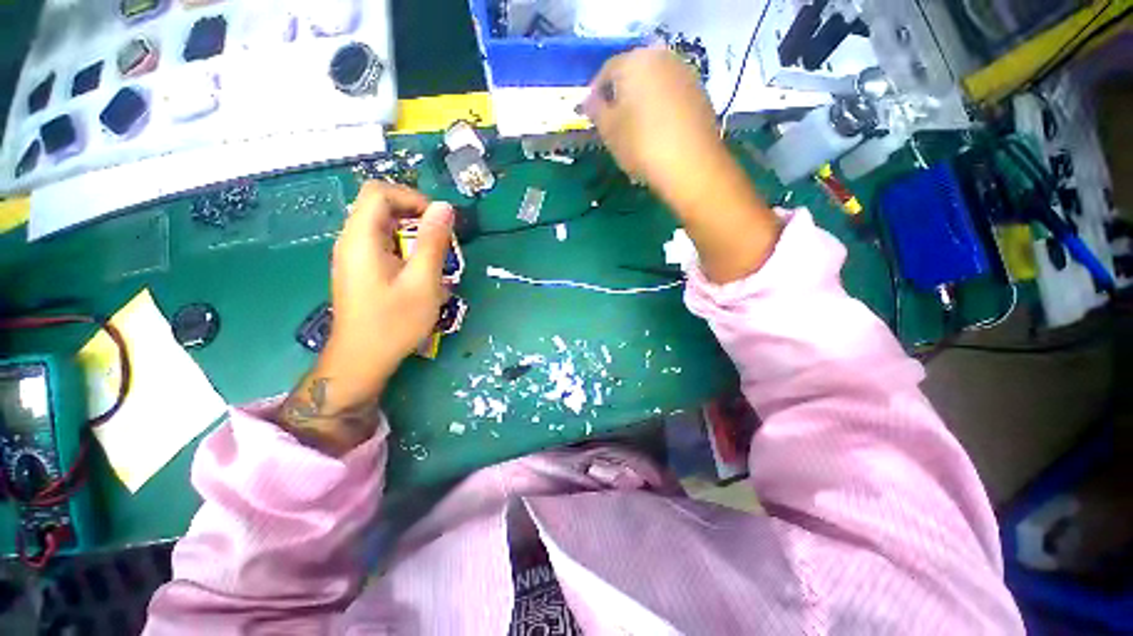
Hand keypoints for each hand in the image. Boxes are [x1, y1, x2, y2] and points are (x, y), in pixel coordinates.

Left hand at [328, 182, 453, 373]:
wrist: (362, 359)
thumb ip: (433, 242)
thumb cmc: (394, 323)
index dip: (412, 198)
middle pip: (380, 207)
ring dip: (413, 236)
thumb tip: (444, 207)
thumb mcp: (422, 282)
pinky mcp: (359, 270)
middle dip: (416, 218)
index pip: (379, 192)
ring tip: (434, 261)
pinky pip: (382, 246)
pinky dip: (404, 250)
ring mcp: (352, 257)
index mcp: (361, 239)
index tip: (439, 221)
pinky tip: (418, 274)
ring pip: (383, 227)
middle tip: (441, 243)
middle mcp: (350, 241)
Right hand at [579, 46, 725, 207]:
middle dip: (620, 93)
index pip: (606, 70)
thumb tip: (588, 100)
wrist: (690, 164)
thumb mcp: (609, 131)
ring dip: (641, 98)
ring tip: (635, 125)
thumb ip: (595, 110)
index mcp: (634, 61)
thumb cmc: (641, 145)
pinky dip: (660, 105)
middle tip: (613, 119)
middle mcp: (661, 57)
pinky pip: (671, 92)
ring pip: (654, 81)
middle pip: (633, 71)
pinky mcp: (700, 91)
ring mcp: (684, 72)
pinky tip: (658, 128)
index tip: (591, 113)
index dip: (595, 92)